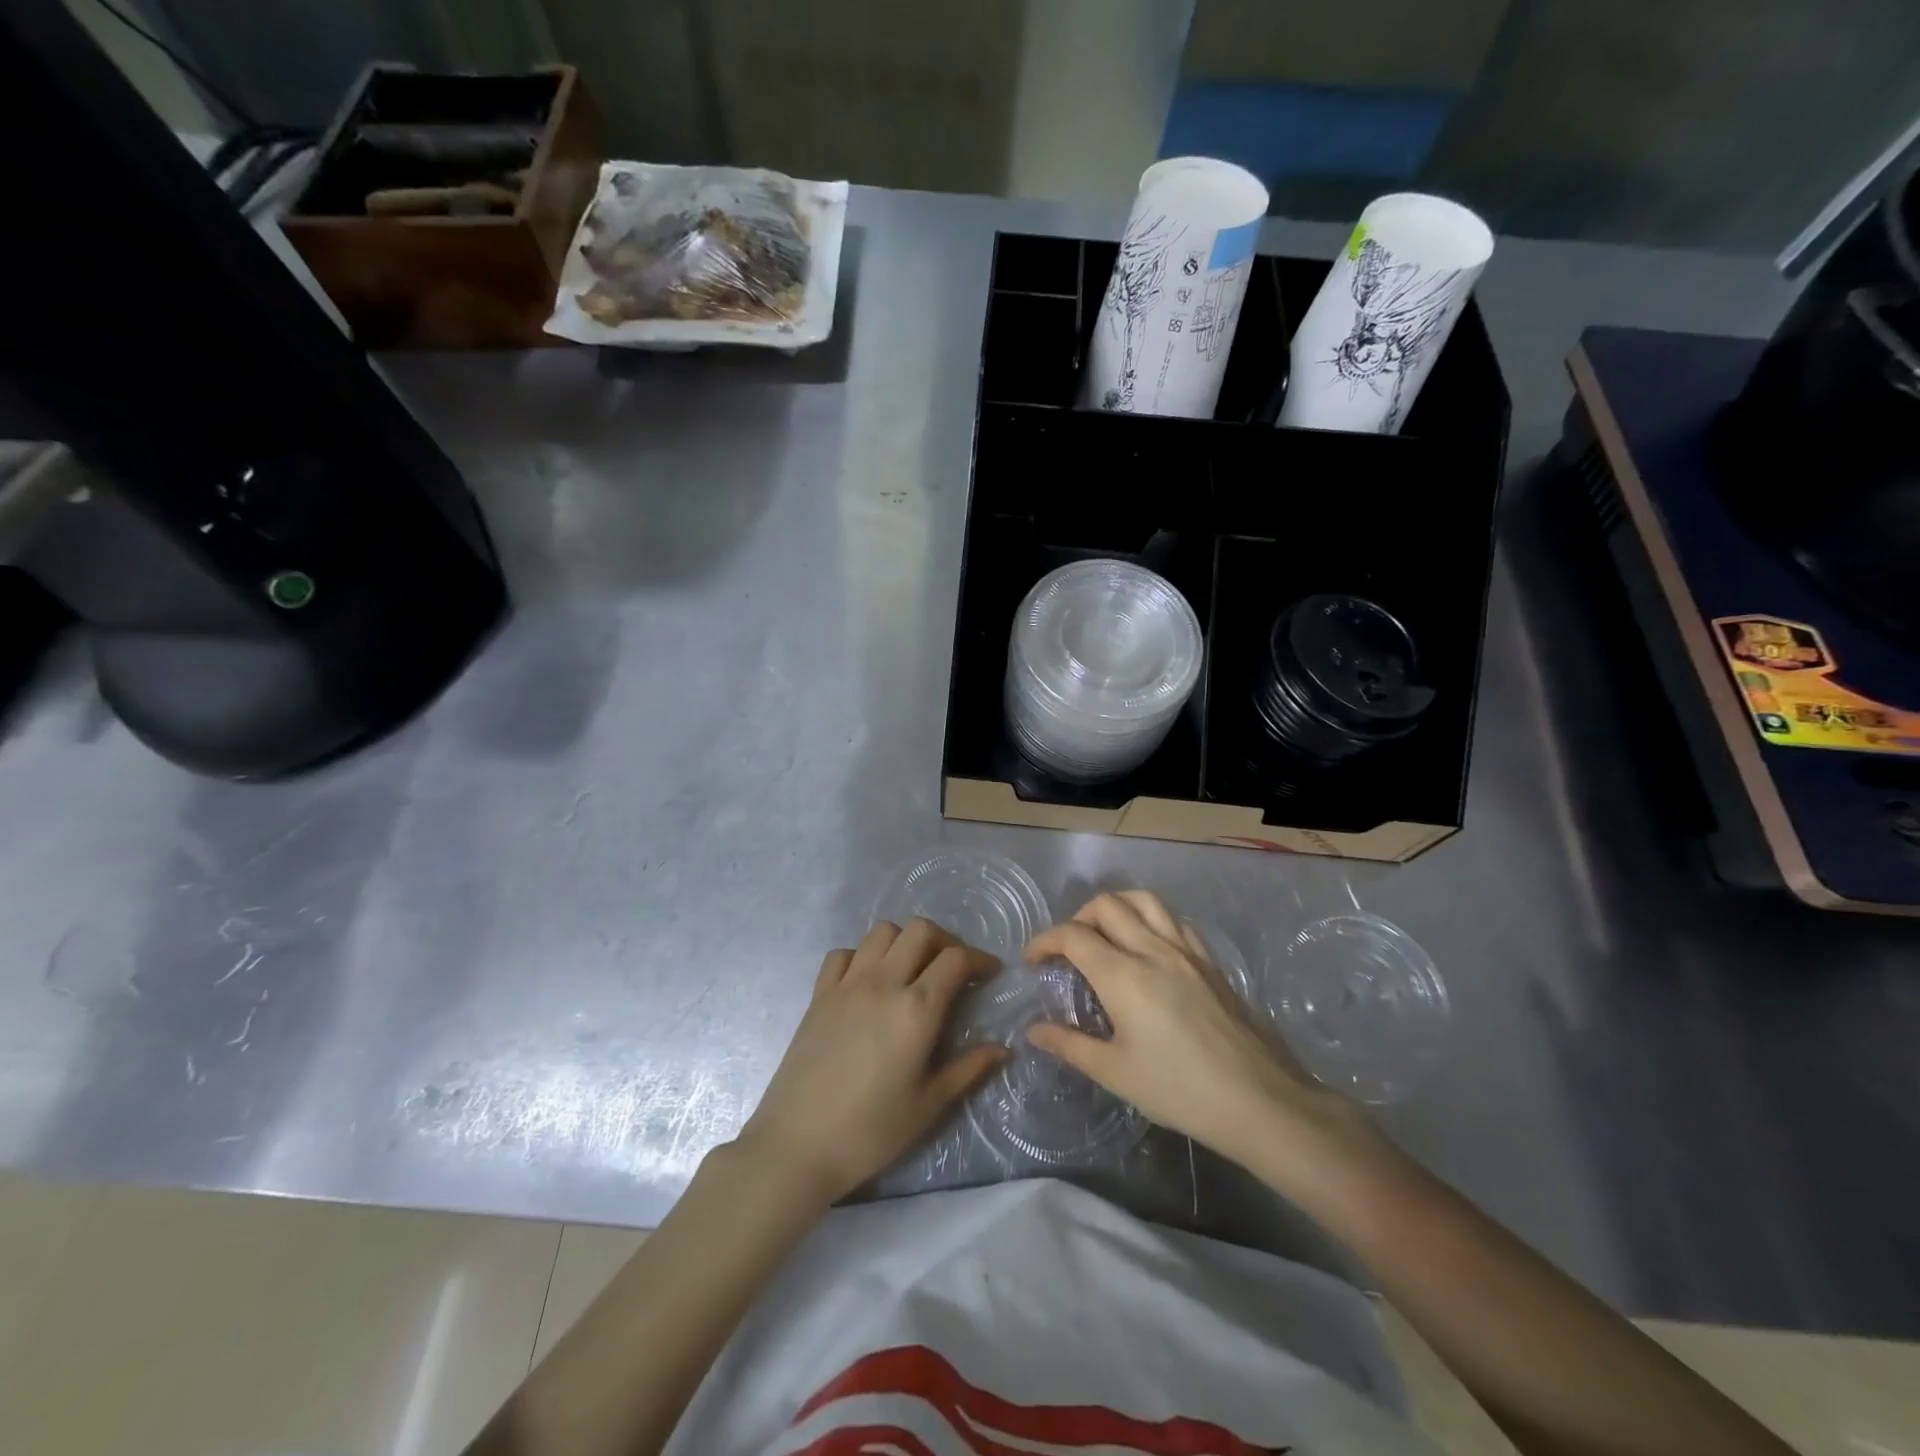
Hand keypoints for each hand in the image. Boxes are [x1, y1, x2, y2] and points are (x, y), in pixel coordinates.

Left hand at [734, 919, 1006, 1205]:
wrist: (797, 1145)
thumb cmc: (871, 1130)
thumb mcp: (929, 1105)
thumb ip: (968, 1069)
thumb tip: (1002, 1048)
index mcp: (917, 1009)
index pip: (955, 959)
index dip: (979, 959)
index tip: (991, 973)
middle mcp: (883, 983)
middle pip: (920, 930)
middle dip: (945, 940)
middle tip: (954, 967)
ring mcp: (847, 984)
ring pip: (882, 932)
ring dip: (905, 941)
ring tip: (913, 969)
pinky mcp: (819, 994)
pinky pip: (843, 953)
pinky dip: (862, 956)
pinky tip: (869, 981)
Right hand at [1026, 891, 1370, 1179]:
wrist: (1260, 1101)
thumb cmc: (1180, 1090)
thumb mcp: (1116, 1072)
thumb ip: (1070, 1045)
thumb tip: (1034, 1030)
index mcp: (1123, 975)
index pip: (1073, 935)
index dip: (1045, 941)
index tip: (1033, 960)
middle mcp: (1152, 949)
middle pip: (1107, 905)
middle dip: (1077, 918)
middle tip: (1067, 950)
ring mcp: (1186, 950)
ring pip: (1144, 900)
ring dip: (1115, 907)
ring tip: (1105, 934)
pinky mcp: (1210, 960)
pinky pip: (1173, 919)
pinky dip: (1149, 918)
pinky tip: (1148, 945)